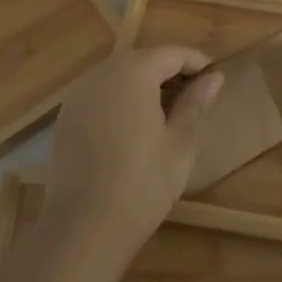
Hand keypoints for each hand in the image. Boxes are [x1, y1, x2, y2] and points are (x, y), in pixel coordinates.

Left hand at [39, 46, 223, 274]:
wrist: (83, 228)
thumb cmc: (142, 184)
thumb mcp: (180, 143)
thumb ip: (195, 103)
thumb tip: (214, 77)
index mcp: (133, 74)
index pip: (171, 53)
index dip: (196, 61)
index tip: (215, 77)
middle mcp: (102, 75)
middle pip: (142, 59)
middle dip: (169, 70)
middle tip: (194, 93)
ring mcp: (79, 95)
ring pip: (118, 74)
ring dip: (143, 82)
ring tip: (166, 108)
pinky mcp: (66, 117)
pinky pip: (100, 93)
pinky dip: (120, 97)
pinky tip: (133, 124)